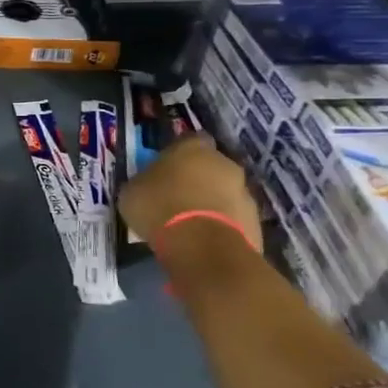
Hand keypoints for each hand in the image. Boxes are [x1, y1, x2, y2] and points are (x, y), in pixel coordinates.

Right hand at [118, 135, 260, 249]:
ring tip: (189, 225)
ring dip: (210, 204)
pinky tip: (203, 241)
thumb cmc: (159, 208)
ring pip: (224, 193)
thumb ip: (144, 183)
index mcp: (192, 147)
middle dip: (197, 180)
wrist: (202, 247)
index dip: (176, 155)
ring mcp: (244, 192)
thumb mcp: (132, 192)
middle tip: (176, 198)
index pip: (187, 141)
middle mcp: (223, 163)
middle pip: (210, 166)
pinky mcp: (255, 222)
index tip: (164, 170)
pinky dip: (221, 226)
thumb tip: (147, 186)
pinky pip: (233, 219)